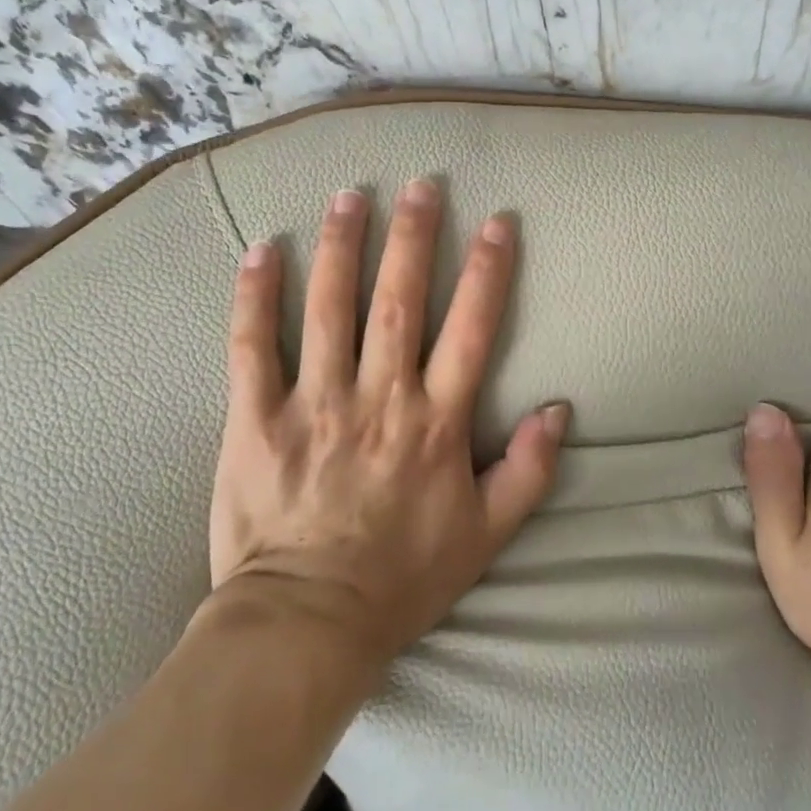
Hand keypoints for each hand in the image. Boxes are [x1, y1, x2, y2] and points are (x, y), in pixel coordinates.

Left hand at [208, 179, 567, 670]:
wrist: (307, 627)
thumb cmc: (402, 579)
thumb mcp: (486, 536)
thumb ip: (528, 471)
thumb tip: (560, 408)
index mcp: (435, 423)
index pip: (470, 329)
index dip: (488, 270)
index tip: (497, 221)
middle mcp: (379, 399)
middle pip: (400, 300)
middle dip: (414, 236)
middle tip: (421, 183)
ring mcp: (314, 404)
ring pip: (329, 308)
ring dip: (342, 246)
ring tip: (350, 195)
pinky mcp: (255, 419)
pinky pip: (251, 347)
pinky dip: (254, 296)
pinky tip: (261, 249)